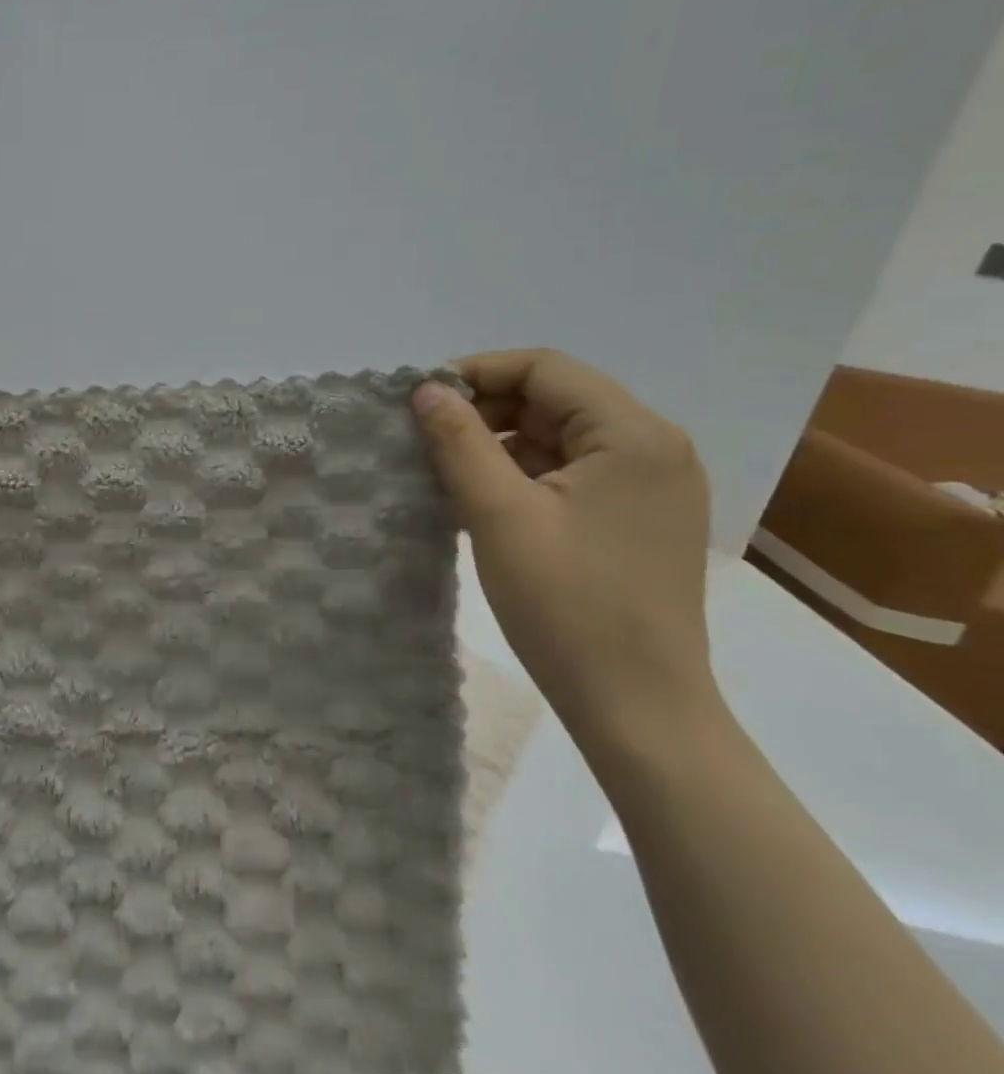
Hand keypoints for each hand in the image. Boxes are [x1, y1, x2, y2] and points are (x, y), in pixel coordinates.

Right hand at [412, 350, 715, 744]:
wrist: (637, 706)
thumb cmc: (567, 604)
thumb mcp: (498, 513)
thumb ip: (459, 440)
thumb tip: (427, 388)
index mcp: (634, 435)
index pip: (545, 368)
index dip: (477, 372)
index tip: (420, 400)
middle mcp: (653, 448)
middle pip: (554, 398)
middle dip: (485, 409)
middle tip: (425, 437)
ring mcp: (649, 486)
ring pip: (558, 436)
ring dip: (499, 442)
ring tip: (444, 470)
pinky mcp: (635, 518)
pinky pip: (570, 472)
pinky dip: (521, 474)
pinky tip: (480, 499)